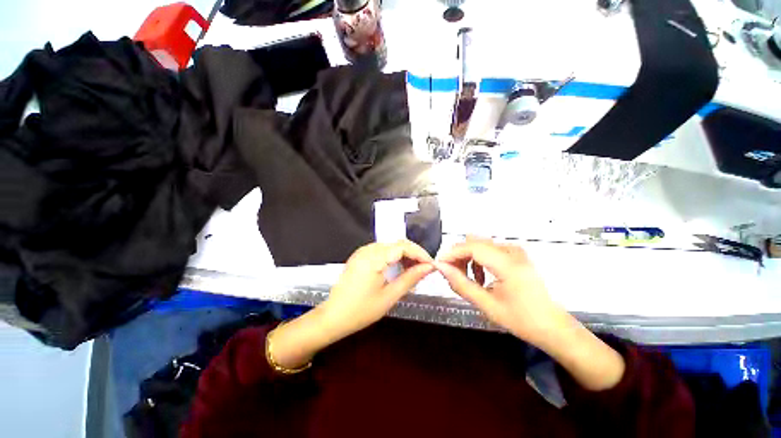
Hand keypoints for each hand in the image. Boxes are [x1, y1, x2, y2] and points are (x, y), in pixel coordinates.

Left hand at [318, 240, 434, 339]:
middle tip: (425, 269)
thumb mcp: (389, 296)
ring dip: (404, 255)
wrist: (332, 317)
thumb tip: (428, 268)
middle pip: (397, 244)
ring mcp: (362, 251)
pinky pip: (381, 251)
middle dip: (414, 254)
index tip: (432, 265)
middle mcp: (368, 249)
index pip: (403, 246)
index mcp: (374, 257)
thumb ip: (410, 278)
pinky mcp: (360, 256)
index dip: (420, 254)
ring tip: (414, 270)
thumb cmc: (361, 310)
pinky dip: (393, 257)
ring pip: (390, 246)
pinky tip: (399, 268)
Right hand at [436, 237, 567, 346]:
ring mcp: (515, 251)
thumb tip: (441, 268)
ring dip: (467, 258)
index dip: (452, 253)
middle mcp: (512, 251)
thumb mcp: (487, 305)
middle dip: (458, 256)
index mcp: (508, 264)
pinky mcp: (516, 254)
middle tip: (452, 274)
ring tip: (467, 278)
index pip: (472, 247)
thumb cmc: (521, 319)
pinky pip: (488, 249)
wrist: (552, 325)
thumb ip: (461, 284)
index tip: (439, 264)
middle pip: (474, 242)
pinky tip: (480, 276)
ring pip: (479, 244)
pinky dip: (478, 259)